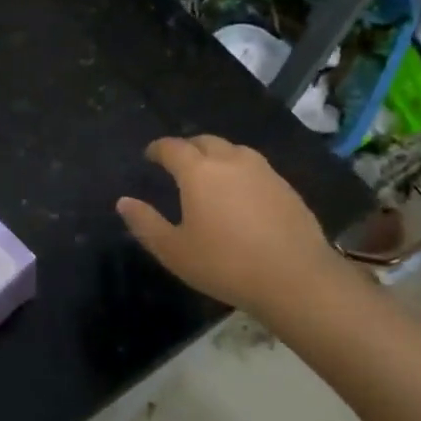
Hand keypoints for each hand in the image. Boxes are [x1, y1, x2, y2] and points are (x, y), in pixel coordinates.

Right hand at [117, 135, 345, 321]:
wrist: (296, 278)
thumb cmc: (226, 264)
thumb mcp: (174, 250)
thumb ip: (145, 223)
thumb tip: (123, 201)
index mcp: (198, 171)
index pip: (172, 147)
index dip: (157, 149)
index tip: (150, 156)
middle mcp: (230, 160)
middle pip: (204, 141)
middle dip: (187, 147)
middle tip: (178, 163)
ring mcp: (263, 171)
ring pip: (233, 150)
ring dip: (216, 155)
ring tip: (210, 174)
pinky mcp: (286, 187)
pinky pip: (256, 168)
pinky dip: (241, 172)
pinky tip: (242, 194)